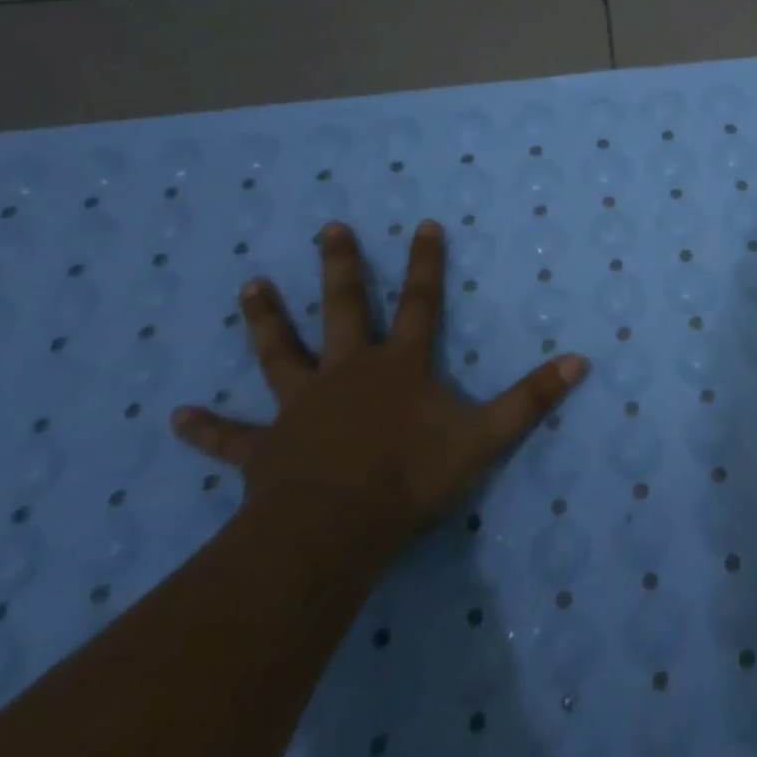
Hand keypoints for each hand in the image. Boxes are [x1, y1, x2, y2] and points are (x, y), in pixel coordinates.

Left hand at [171, 220, 587, 553]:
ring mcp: (301, 406)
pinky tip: (175, 417)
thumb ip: (531, 399)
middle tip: (327, 229)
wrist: (332, 532)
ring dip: (266, 320)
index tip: (423, 224)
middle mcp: (348, 372)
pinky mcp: (266, 448)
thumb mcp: (485, 437)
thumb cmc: (410, 479)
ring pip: (280, 354)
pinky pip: (231, 437)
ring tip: (249, 285)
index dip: (425, 263)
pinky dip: (205, 428)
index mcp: (398, 366)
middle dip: (339, 267)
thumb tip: (581, 362)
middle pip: (343, 309)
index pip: (420, 303)